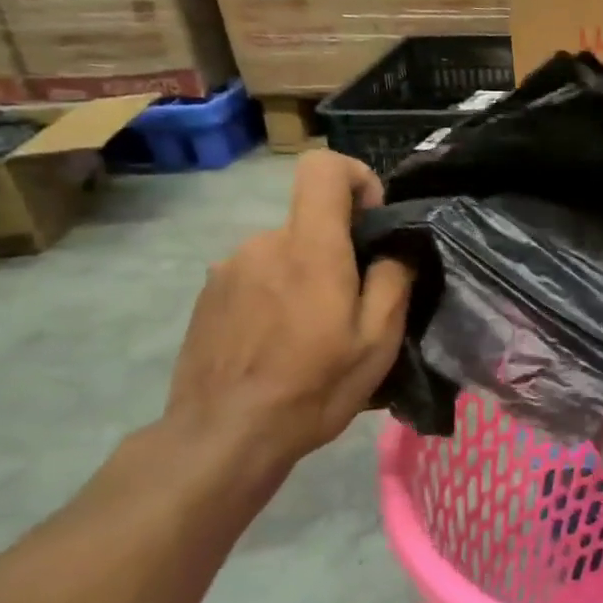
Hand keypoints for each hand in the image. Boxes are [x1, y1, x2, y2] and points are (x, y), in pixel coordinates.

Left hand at [163, 152, 412, 474]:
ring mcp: (228, 268)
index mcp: (310, 248)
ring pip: (283, 254)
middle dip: (336, 252)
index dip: (356, 178)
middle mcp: (264, 243)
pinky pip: (255, 277)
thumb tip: (395, 249)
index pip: (323, 168)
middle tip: (349, 310)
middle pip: (310, 223)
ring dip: (304, 278)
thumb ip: (392, 281)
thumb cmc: (313, 387)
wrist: (224, 435)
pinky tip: (276, 345)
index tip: (371, 222)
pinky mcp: (207, 295)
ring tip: (310, 335)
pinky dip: (274, 297)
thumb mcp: (377, 342)